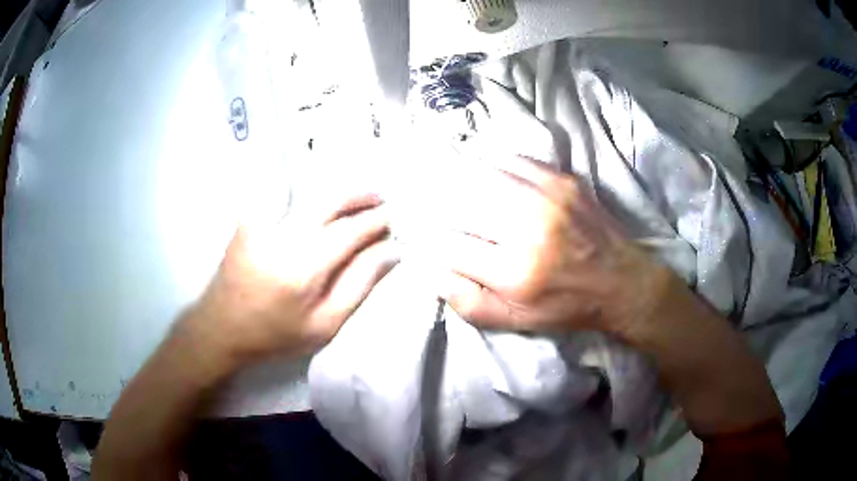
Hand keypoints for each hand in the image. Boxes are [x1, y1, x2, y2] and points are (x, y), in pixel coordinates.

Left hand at [182, 193, 398, 367]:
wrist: (222, 326)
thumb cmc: (276, 334)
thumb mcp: (325, 325)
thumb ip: (360, 285)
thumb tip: (390, 252)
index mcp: (303, 268)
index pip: (350, 231)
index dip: (376, 222)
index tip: (393, 220)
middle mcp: (282, 236)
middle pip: (330, 200)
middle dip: (360, 196)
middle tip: (381, 201)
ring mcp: (262, 223)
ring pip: (309, 193)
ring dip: (339, 193)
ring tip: (359, 200)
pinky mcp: (250, 219)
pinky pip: (285, 196)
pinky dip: (310, 196)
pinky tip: (322, 206)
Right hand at [436, 156, 671, 336]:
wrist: (622, 282)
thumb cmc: (567, 306)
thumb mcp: (516, 321)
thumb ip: (467, 303)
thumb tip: (430, 271)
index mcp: (516, 272)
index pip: (450, 245)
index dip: (432, 241)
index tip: (431, 241)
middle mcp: (530, 228)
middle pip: (462, 202)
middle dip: (441, 206)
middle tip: (436, 210)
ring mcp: (548, 196)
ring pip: (483, 174)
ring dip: (462, 181)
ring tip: (453, 188)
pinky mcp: (562, 179)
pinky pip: (513, 161)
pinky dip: (493, 166)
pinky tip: (488, 176)